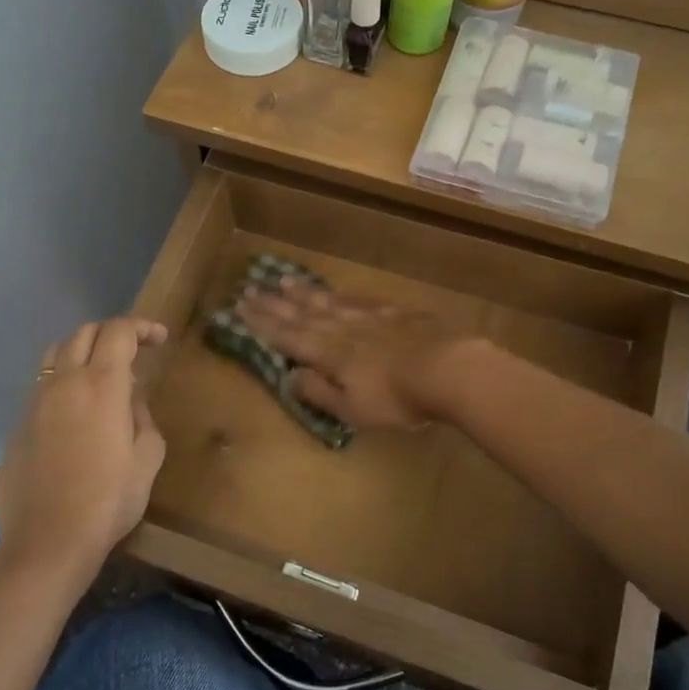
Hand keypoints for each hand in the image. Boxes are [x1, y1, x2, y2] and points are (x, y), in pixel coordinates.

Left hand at [0, 317, 167, 585]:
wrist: (47, 542)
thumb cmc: (108, 501)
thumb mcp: (148, 458)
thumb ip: (143, 417)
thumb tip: (130, 399)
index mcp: (101, 385)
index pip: (119, 331)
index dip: (142, 327)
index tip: (160, 339)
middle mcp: (63, 382)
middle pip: (84, 333)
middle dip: (112, 333)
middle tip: (134, 352)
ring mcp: (35, 402)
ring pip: (55, 354)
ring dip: (81, 351)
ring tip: (100, 374)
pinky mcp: (18, 424)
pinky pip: (41, 386)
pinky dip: (62, 382)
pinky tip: (75, 413)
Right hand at [235, 278, 472, 430]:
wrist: (449, 368)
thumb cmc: (397, 399)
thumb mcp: (352, 409)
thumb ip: (319, 392)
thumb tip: (290, 376)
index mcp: (328, 354)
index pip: (287, 337)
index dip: (262, 324)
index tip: (239, 309)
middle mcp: (342, 329)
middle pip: (302, 314)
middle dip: (274, 304)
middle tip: (250, 289)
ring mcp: (369, 316)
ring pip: (328, 301)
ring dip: (303, 292)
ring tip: (283, 281)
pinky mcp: (394, 311)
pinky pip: (358, 298)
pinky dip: (340, 293)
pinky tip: (335, 290)